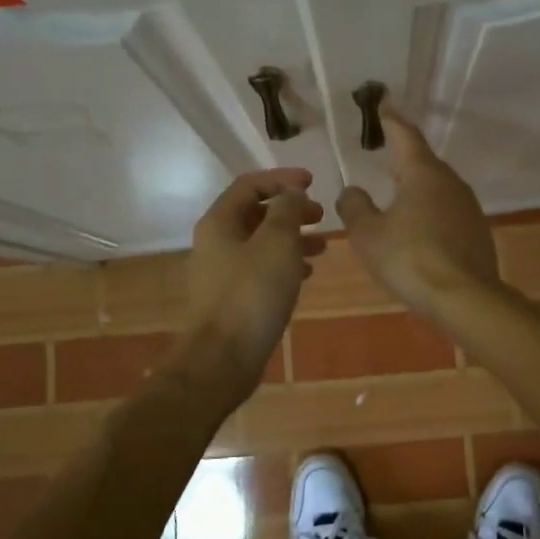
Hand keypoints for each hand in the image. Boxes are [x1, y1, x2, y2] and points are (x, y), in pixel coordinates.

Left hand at [179, 168, 324, 394]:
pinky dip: (285, 263)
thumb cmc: (252, 294)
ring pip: (261, 243)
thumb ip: (287, 211)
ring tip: (324, 245)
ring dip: (292, 238)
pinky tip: (307, 273)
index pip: (250, 184)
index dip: (282, 179)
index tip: (313, 183)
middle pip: (256, 213)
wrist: (223, 359)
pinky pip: (261, 269)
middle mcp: (216, 242)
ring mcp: (222, 272)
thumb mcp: (277, 243)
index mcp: (219, 222)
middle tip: (321, 216)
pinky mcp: (232, 298)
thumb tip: (292, 194)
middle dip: (290, 210)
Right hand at [336, 109, 498, 320]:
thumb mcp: (368, 234)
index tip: (384, 106)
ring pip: (437, 189)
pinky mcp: (477, 232)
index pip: (406, 136)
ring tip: (397, 195)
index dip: (392, 121)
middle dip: (404, 158)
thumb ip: (355, 207)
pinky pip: (447, 213)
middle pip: (424, 163)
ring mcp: (469, 208)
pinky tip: (418, 231)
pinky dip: (430, 214)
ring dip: (417, 189)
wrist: (465, 297)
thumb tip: (352, 191)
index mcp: (423, 174)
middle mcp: (451, 183)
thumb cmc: (410, 258)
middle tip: (385, 154)